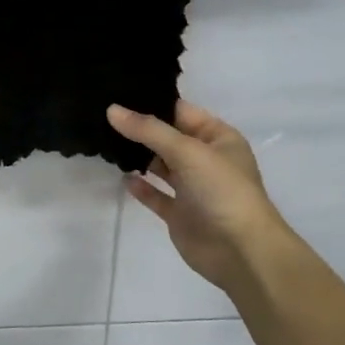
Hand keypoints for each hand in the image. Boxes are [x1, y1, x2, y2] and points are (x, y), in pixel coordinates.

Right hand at [108, 101, 283, 294]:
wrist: (241, 251)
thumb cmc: (222, 190)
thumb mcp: (188, 151)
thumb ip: (148, 130)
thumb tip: (111, 110)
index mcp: (218, 138)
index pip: (181, 112)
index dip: (152, 103)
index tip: (117, 93)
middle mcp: (206, 160)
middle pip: (168, 138)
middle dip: (140, 129)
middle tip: (103, 117)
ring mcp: (193, 188)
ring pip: (161, 165)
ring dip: (138, 157)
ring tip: (105, 143)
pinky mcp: (180, 213)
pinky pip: (157, 195)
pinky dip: (141, 187)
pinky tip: (123, 178)